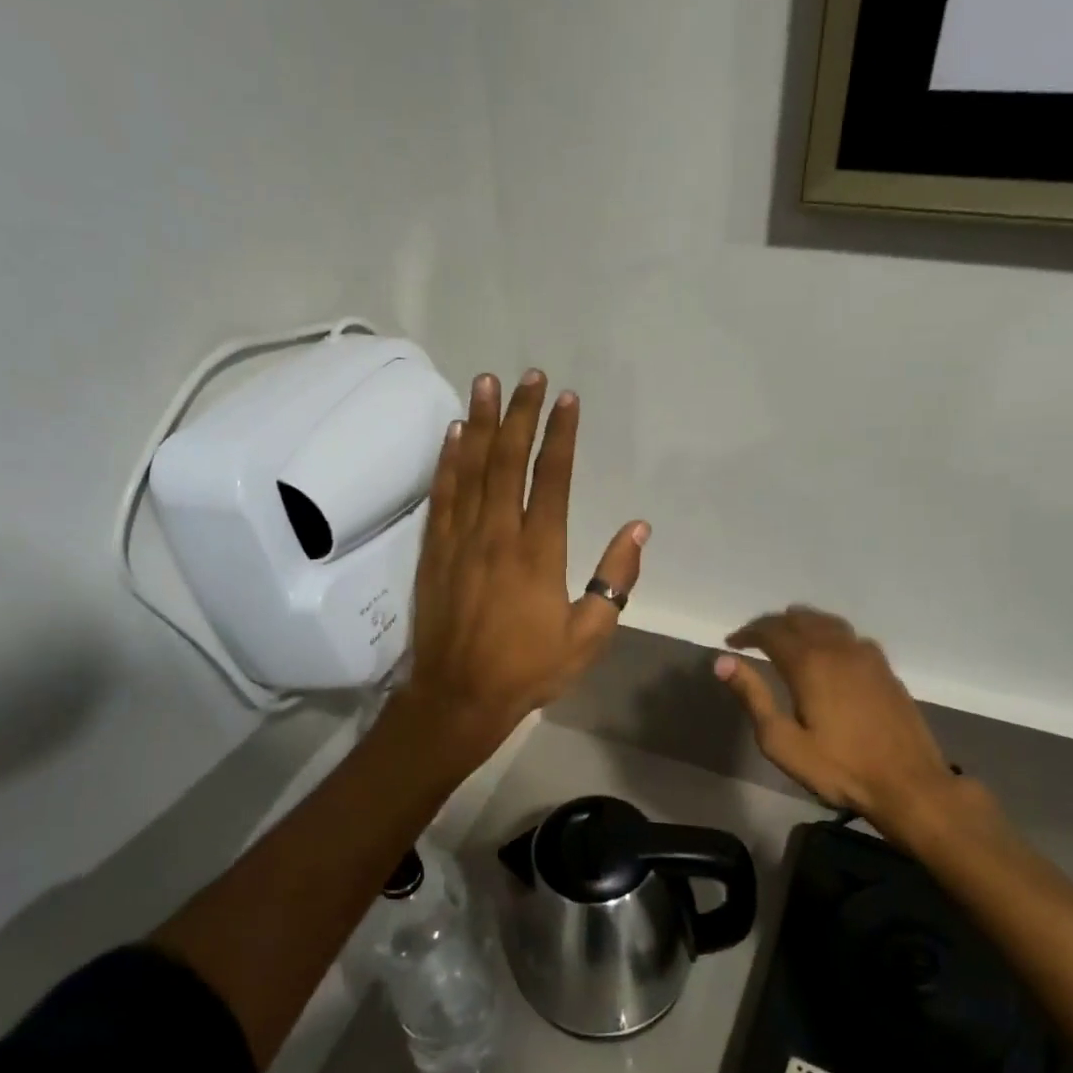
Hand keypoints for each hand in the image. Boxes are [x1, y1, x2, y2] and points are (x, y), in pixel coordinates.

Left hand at [398, 370, 647, 766]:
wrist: (458, 696)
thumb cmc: (528, 669)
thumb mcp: (588, 637)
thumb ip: (615, 581)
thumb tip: (638, 529)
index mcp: (538, 552)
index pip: (551, 479)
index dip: (560, 435)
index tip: (567, 399)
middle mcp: (497, 534)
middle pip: (508, 461)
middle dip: (521, 414)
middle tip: (528, 376)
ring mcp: (460, 539)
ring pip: (471, 469)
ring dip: (481, 422)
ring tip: (486, 383)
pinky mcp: (434, 551)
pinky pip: (442, 495)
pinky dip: (448, 460)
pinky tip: (454, 434)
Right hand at [716, 607, 988, 845]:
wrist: (908, 784)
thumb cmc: (838, 768)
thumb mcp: (782, 741)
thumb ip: (752, 696)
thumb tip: (722, 661)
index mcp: (808, 663)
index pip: (771, 631)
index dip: (748, 632)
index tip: (731, 642)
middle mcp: (837, 648)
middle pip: (799, 619)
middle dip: (772, 624)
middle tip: (754, 638)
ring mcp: (866, 656)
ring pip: (827, 622)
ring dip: (802, 623)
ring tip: (787, 635)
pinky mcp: (885, 669)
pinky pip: (850, 636)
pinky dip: (829, 634)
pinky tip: (829, 651)